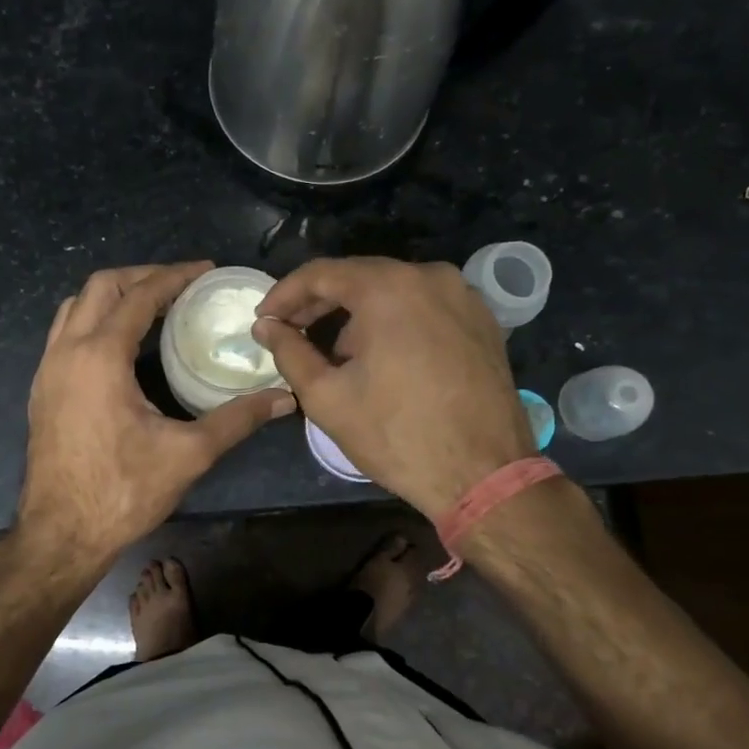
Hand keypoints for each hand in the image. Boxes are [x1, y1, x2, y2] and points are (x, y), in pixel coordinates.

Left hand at [17, 263, 295, 563]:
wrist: (61, 534)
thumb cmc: (123, 492)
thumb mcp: (188, 453)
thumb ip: (238, 419)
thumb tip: (285, 398)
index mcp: (100, 357)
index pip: (139, 297)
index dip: (174, 277)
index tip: (205, 269)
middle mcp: (66, 352)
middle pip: (100, 286)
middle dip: (141, 276)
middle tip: (180, 284)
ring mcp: (47, 370)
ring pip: (75, 307)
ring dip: (113, 296)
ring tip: (151, 305)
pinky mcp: (41, 389)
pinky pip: (64, 333)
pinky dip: (94, 320)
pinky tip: (121, 344)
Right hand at [253, 258, 534, 519]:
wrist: (484, 475)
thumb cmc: (397, 435)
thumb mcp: (327, 397)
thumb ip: (289, 352)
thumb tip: (266, 327)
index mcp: (388, 288)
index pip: (321, 273)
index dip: (284, 295)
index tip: (264, 320)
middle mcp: (430, 277)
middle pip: (360, 277)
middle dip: (319, 303)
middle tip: (290, 332)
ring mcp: (463, 296)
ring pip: (393, 291)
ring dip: (357, 314)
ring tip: (335, 354)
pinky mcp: (483, 321)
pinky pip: (425, 307)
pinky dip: (395, 321)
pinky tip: (382, 356)